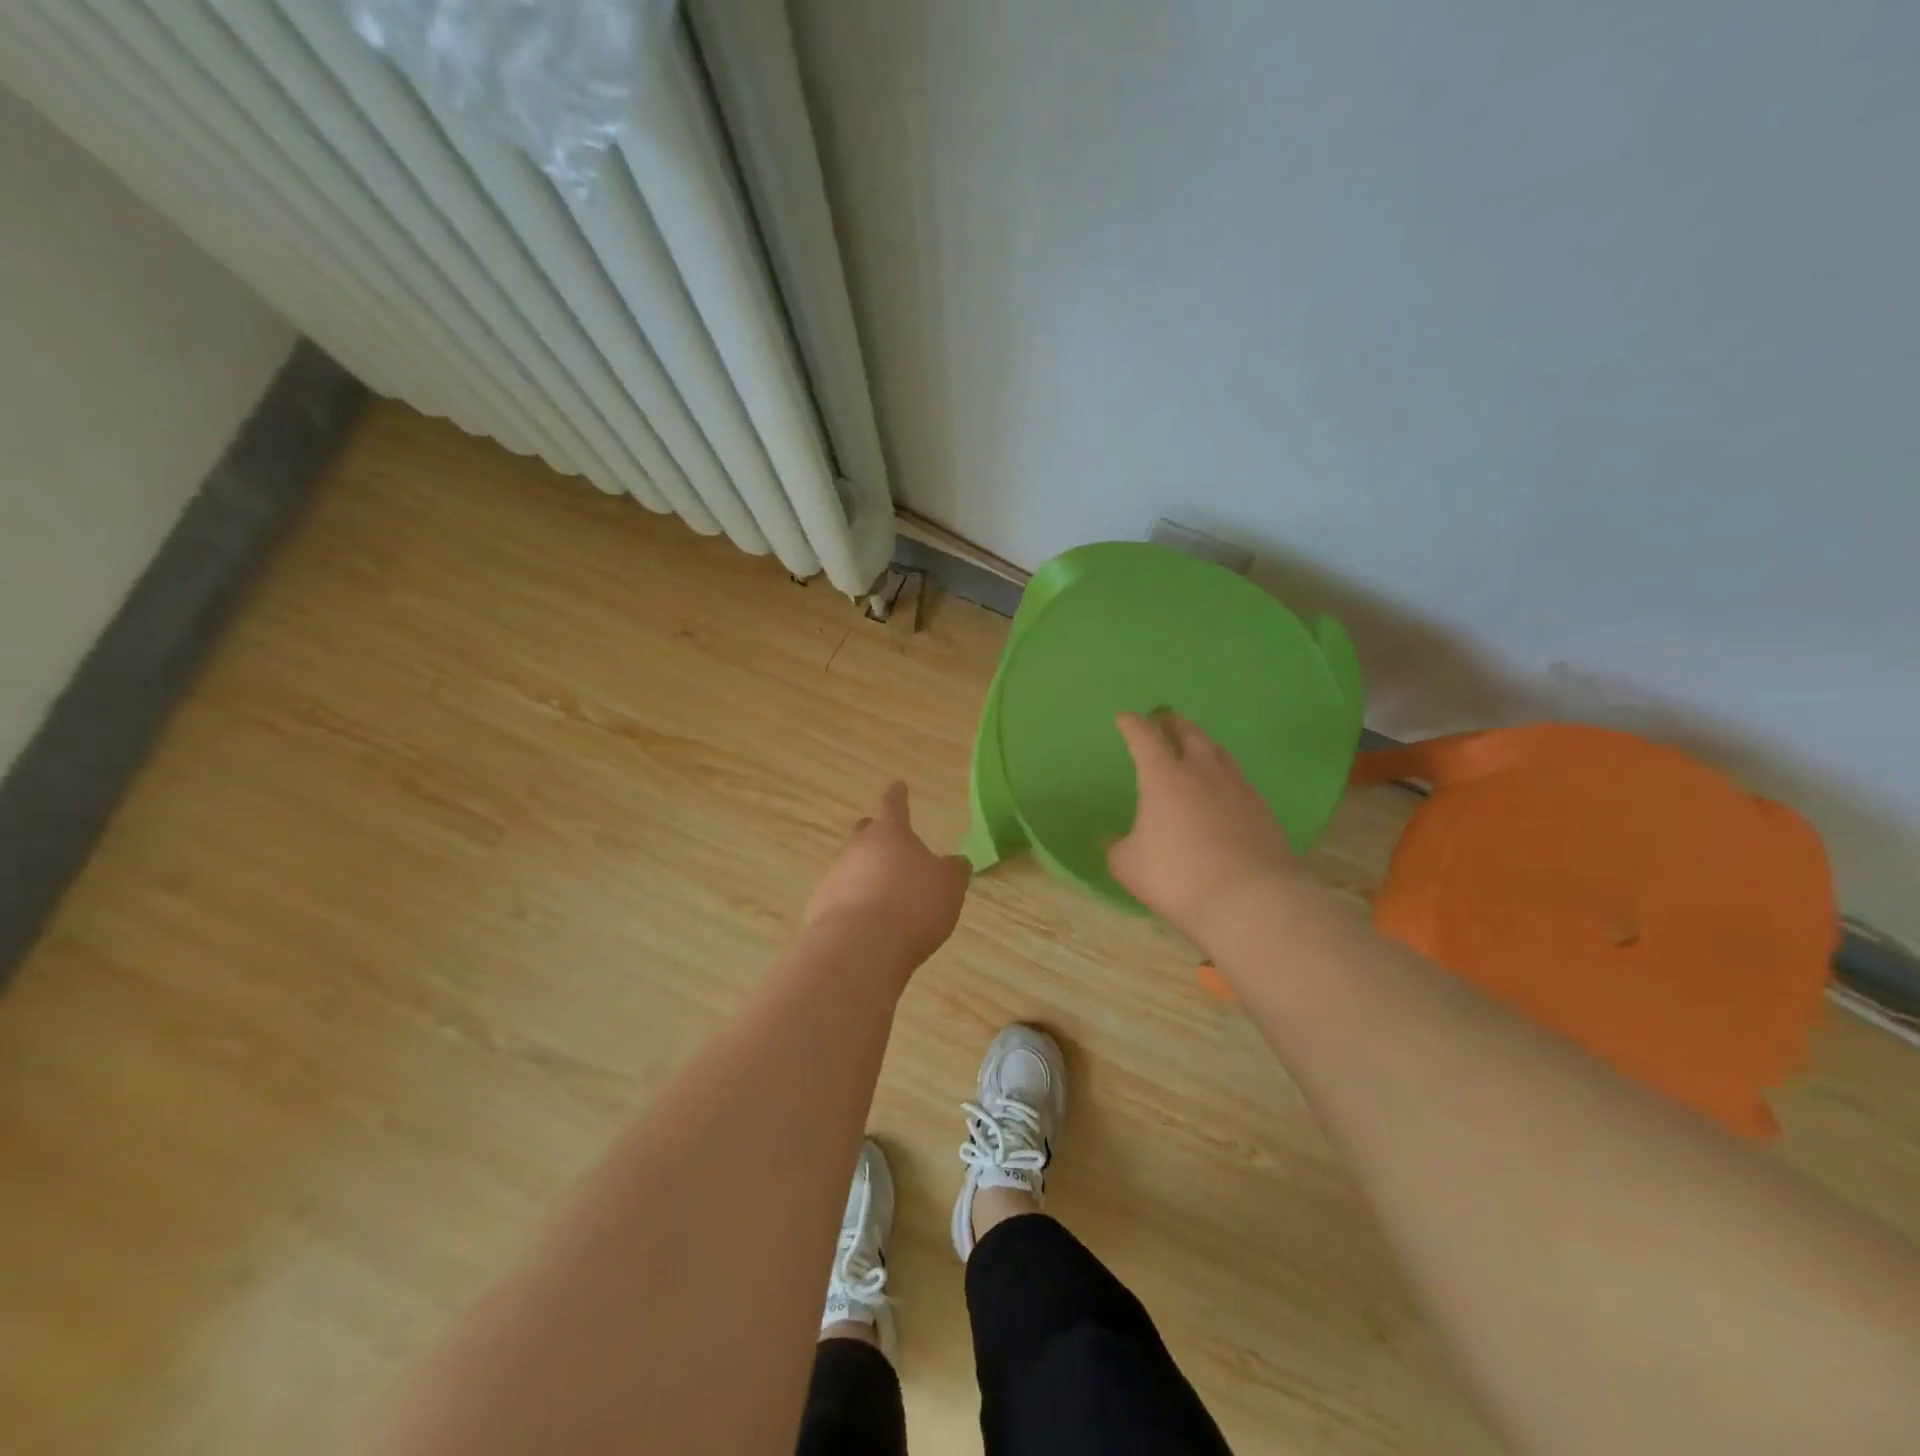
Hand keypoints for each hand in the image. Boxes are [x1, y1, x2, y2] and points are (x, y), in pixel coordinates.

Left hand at [804, 782, 970, 966]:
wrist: (861, 947)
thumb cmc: (913, 904)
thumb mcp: (949, 885)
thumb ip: (953, 870)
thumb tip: (956, 862)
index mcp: (890, 834)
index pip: (894, 805)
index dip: (898, 796)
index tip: (897, 785)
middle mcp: (857, 849)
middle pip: (864, 834)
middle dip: (875, 834)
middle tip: (886, 840)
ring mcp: (834, 878)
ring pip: (851, 868)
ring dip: (866, 876)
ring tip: (885, 897)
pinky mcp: (820, 910)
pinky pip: (841, 900)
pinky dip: (854, 906)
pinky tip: (868, 925)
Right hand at [1107, 711, 1305, 945]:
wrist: (1250, 900)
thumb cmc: (1178, 877)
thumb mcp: (1128, 866)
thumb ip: (1118, 847)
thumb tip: (1114, 840)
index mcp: (1164, 777)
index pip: (1145, 738)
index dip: (1133, 725)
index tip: (1125, 717)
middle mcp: (1203, 773)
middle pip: (1189, 734)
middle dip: (1173, 723)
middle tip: (1164, 720)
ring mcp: (1238, 788)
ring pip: (1219, 752)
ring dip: (1203, 743)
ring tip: (1196, 746)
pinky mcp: (1262, 810)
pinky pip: (1239, 779)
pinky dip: (1225, 775)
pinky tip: (1224, 789)